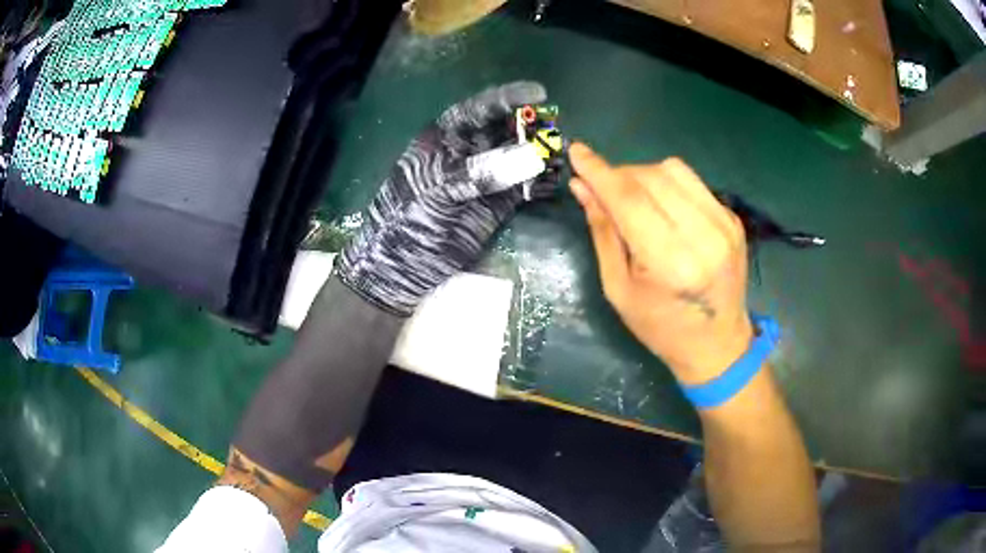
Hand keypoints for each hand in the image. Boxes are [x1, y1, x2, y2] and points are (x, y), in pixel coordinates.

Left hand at [336, 81, 547, 315]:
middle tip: (557, 129)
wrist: (401, 267)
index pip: (479, 109)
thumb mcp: (438, 190)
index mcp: (445, 138)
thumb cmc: (408, 220)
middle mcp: (469, 152)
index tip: (539, 93)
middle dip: (532, 127)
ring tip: (562, 153)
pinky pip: (524, 187)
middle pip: (505, 130)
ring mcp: (485, 178)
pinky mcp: (497, 204)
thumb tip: (529, 157)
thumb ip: (480, 172)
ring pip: (519, 157)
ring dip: (541, 153)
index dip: (508, 98)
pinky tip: (556, 180)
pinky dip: (541, 183)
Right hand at [569, 143, 753, 385]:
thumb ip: (603, 232)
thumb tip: (582, 187)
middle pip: (651, 177)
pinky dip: (667, 185)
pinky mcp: (732, 219)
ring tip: (633, 198)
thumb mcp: (619, 288)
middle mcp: (703, 236)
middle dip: (619, 175)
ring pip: (673, 170)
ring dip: (643, 175)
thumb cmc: (660, 327)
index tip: (576, 151)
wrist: (717, 345)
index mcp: (671, 263)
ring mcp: (724, 224)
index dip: (599, 171)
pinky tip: (662, 207)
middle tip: (603, 191)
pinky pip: (692, 182)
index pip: (629, 199)